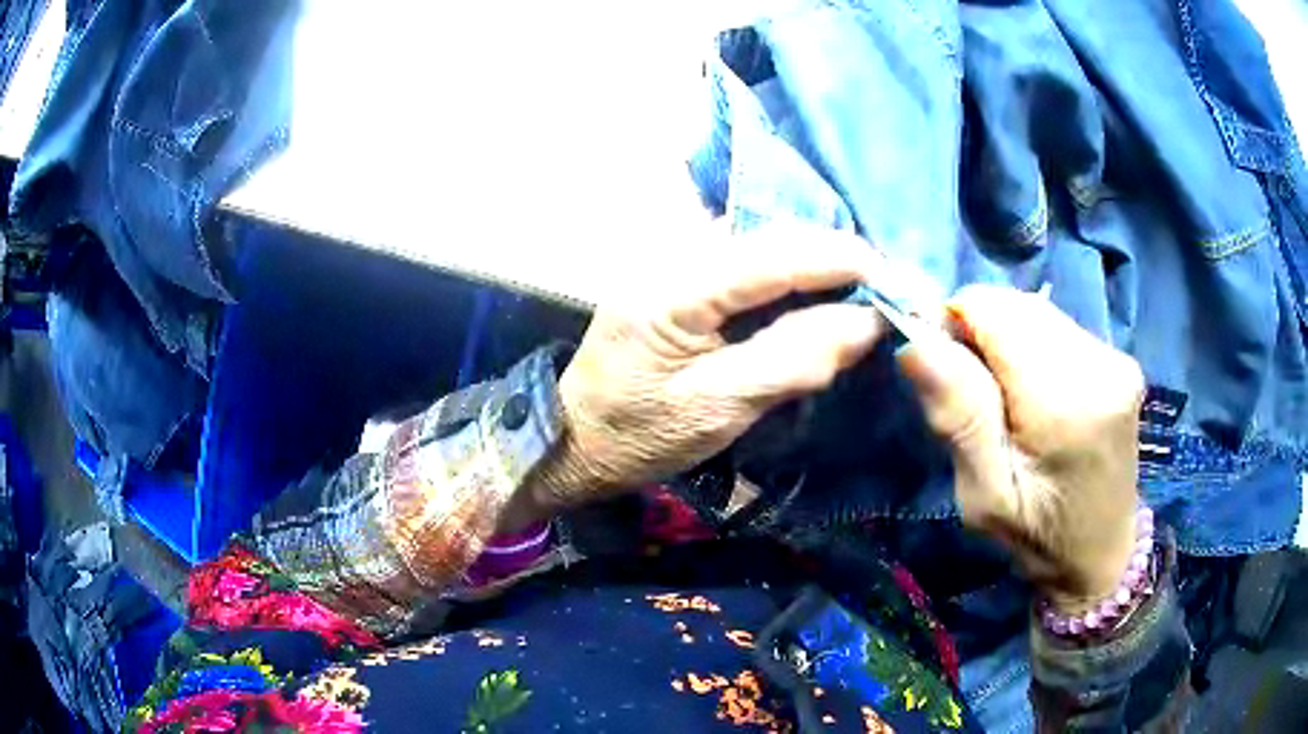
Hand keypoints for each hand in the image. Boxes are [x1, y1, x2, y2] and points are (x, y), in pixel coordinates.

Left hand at [524, 226, 886, 520]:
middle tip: (888, 289)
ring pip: (764, 246)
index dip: (840, 259)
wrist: (575, 441)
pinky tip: (819, 296)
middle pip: (771, 240)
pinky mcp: (680, 279)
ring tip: (865, 292)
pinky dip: (792, 278)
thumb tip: (866, 323)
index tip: (894, 278)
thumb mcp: (718, 409)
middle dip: (836, 259)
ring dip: (817, 265)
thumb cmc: (638, 436)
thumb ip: (792, 360)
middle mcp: (671, 257)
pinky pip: (748, 265)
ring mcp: (673, 262)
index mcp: (673, 289)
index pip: (773, 255)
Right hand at [897, 285, 1143, 613]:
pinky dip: (1032, 347)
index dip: (955, 323)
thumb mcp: (985, 497)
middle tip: (976, 396)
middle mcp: (1100, 366)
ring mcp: (1117, 359)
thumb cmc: (1037, 538)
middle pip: (1017, 306)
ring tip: (1008, 400)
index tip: (943, 371)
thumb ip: (960, 418)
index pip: (995, 310)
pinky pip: (1058, 326)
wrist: (1100, 555)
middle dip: (981, 334)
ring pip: (1036, 311)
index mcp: (1066, 405)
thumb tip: (916, 343)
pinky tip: (1035, 393)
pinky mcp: (1121, 359)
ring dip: (1007, 340)